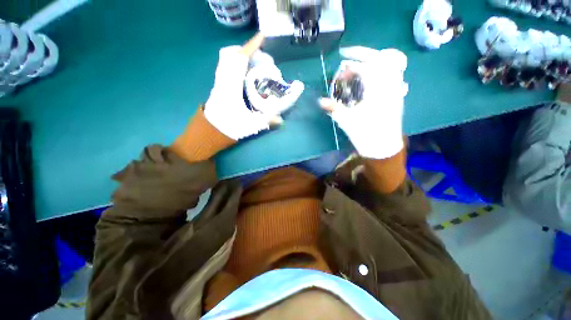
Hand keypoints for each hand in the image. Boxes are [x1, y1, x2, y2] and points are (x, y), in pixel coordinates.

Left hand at [204, 34, 302, 140]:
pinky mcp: (220, 85)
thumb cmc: (228, 128)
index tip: (263, 38)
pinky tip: (250, 75)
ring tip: (259, 65)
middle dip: (249, 52)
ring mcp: (220, 82)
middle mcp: (223, 80)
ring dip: (244, 58)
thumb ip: (266, 121)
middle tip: (265, 60)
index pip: (239, 59)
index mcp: (231, 86)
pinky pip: (228, 67)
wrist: (209, 132)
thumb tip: (281, 119)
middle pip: (232, 55)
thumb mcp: (250, 126)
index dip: (251, 47)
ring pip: (229, 60)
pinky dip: (239, 65)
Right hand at [320, 46, 408, 158]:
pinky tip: (368, 79)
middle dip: (363, 54)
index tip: (342, 56)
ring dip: (373, 62)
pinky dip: (379, 71)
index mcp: (378, 89)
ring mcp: (396, 89)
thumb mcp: (346, 120)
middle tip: (349, 57)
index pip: (368, 64)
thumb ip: (333, 108)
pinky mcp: (396, 96)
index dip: (353, 57)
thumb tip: (320, 101)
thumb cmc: (366, 134)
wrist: (383, 148)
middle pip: (382, 58)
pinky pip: (391, 75)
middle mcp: (390, 85)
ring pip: (389, 65)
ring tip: (358, 67)